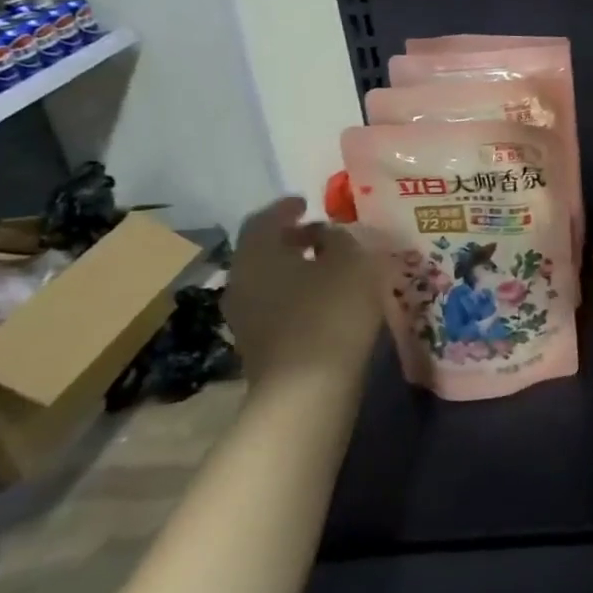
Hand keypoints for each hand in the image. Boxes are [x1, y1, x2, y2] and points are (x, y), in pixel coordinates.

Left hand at [225, 197, 379, 374]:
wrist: (306, 390)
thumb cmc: (330, 312)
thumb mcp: (351, 263)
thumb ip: (342, 240)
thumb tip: (331, 236)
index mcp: (257, 254)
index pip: (264, 219)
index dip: (287, 207)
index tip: (308, 202)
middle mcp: (241, 281)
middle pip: (264, 250)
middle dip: (293, 239)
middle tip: (324, 235)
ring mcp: (245, 317)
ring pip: (270, 280)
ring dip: (297, 269)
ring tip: (331, 268)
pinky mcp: (259, 345)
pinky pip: (277, 305)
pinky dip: (299, 294)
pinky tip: (327, 301)